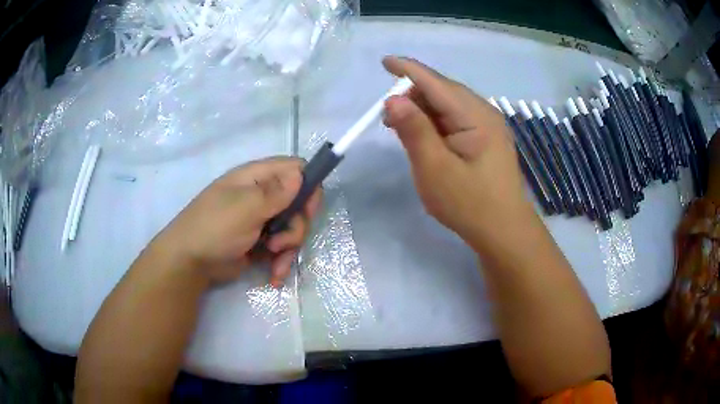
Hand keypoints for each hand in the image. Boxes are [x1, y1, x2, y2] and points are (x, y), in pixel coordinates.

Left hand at [151, 157, 321, 286]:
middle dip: (296, 227)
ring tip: (274, 261)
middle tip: (280, 242)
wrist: (189, 261)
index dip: (308, 186)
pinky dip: (281, 261)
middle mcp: (261, 195)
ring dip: (289, 248)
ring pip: (292, 229)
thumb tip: (300, 174)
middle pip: (298, 204)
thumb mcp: (245, 208)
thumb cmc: (214, 228)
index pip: (294, 169)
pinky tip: (275, 275)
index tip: (308, 210)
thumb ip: (275, 193)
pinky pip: (281, 248)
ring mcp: (260, 220)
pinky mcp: (259, 242)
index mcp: (256, 178)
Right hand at [383, 56, 534, 246]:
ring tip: (402, 129)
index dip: (408, 70)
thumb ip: (414, 130)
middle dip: (413, 95)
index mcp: (475, 116)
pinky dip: (436, 122)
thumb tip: (393, 99)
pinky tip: (426, 137)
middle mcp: (485, 113)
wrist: (503, 231)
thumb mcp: (434, 168)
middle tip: (387, 118)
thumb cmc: (469, 204)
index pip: (436, 83)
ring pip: (449, 105)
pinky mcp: (486, 138)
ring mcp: (488, 125)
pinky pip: (456, 119)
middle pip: (443, 91)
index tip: (385, 61)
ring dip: (423, 110)